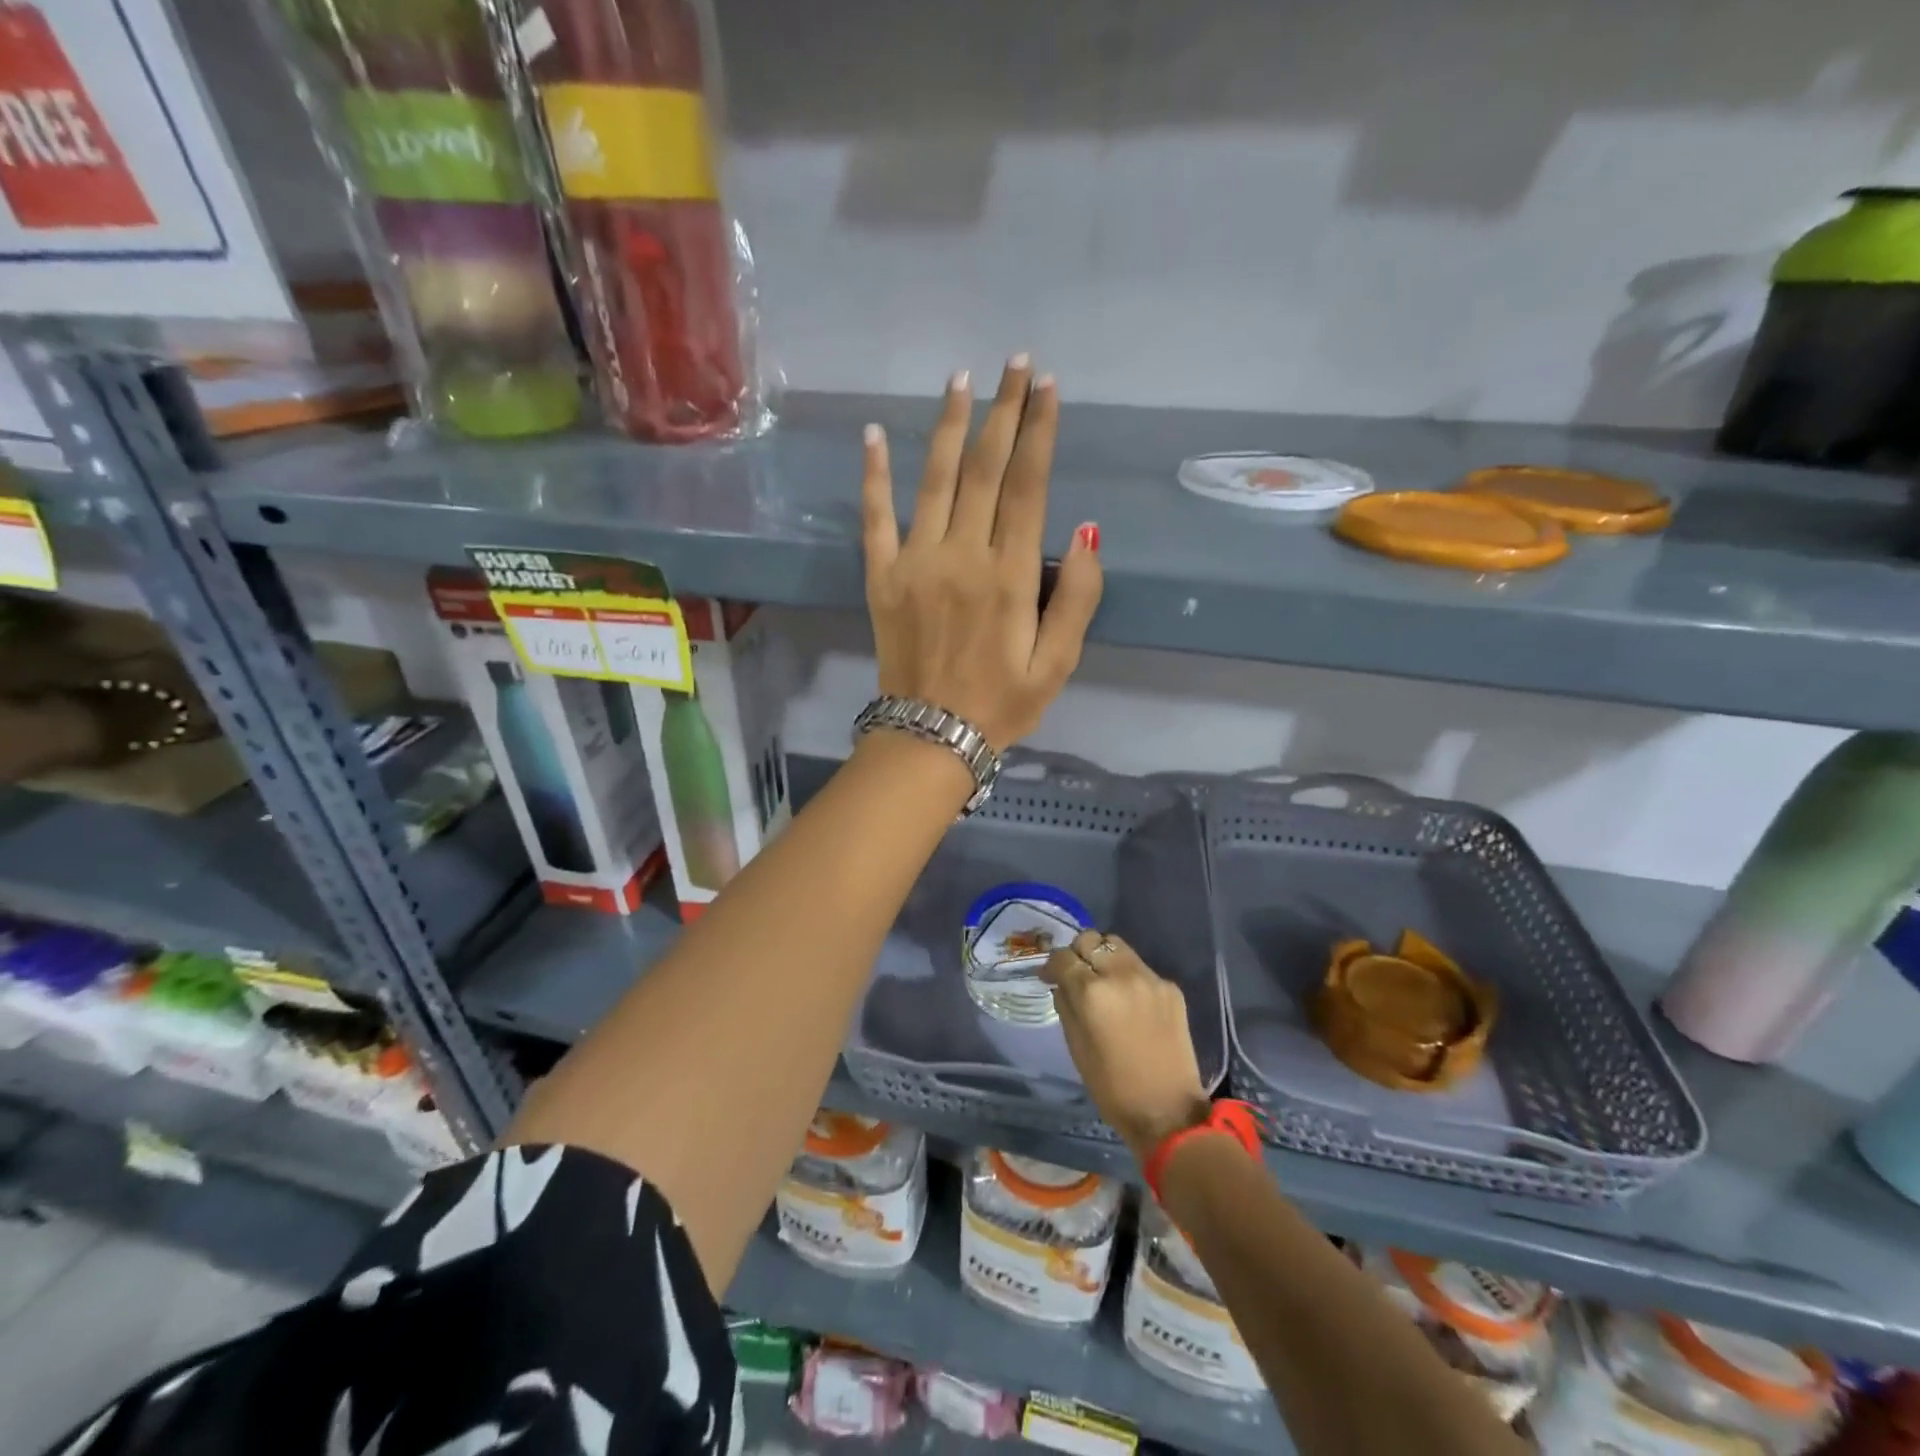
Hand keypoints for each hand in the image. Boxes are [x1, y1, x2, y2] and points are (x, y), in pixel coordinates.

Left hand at [861, 358, 1101, 751]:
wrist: (931, 736)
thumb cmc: (1002, 704)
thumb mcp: (1059, 664)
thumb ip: (1078, 598)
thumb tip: (1085, 532)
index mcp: (1010, 575)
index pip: (1028, 485)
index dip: (1040, 431)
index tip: (1049, 387)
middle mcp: (962, 555)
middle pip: (984, 468)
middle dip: (1004, 410)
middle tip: (1015, 362)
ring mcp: (916, 562)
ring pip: (934, 478)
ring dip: (948, 424)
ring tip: (961, 379)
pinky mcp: (881, 576)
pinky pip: (875, 517)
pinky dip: (874, 474)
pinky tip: (872, 434)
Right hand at [1041, 929, 1210, 1162]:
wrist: (1169, 1111)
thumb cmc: (1112, 1087)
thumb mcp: (1076, 1047)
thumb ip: (1066, 1006)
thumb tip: (1061, 984)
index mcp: (1092, 992)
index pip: (1063, 957)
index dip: (1052, 965)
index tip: (1048, 976)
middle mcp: (1122, 975)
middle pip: (1091, 940)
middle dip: (1078, 953)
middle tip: (1076, 975)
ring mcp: (1150, 978)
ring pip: (1117, 946)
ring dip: (1104, 958)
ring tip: (1102, 981)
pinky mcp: (1171, 988)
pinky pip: (1141, 968)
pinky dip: (1128, 976)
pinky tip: (1129, 1002)